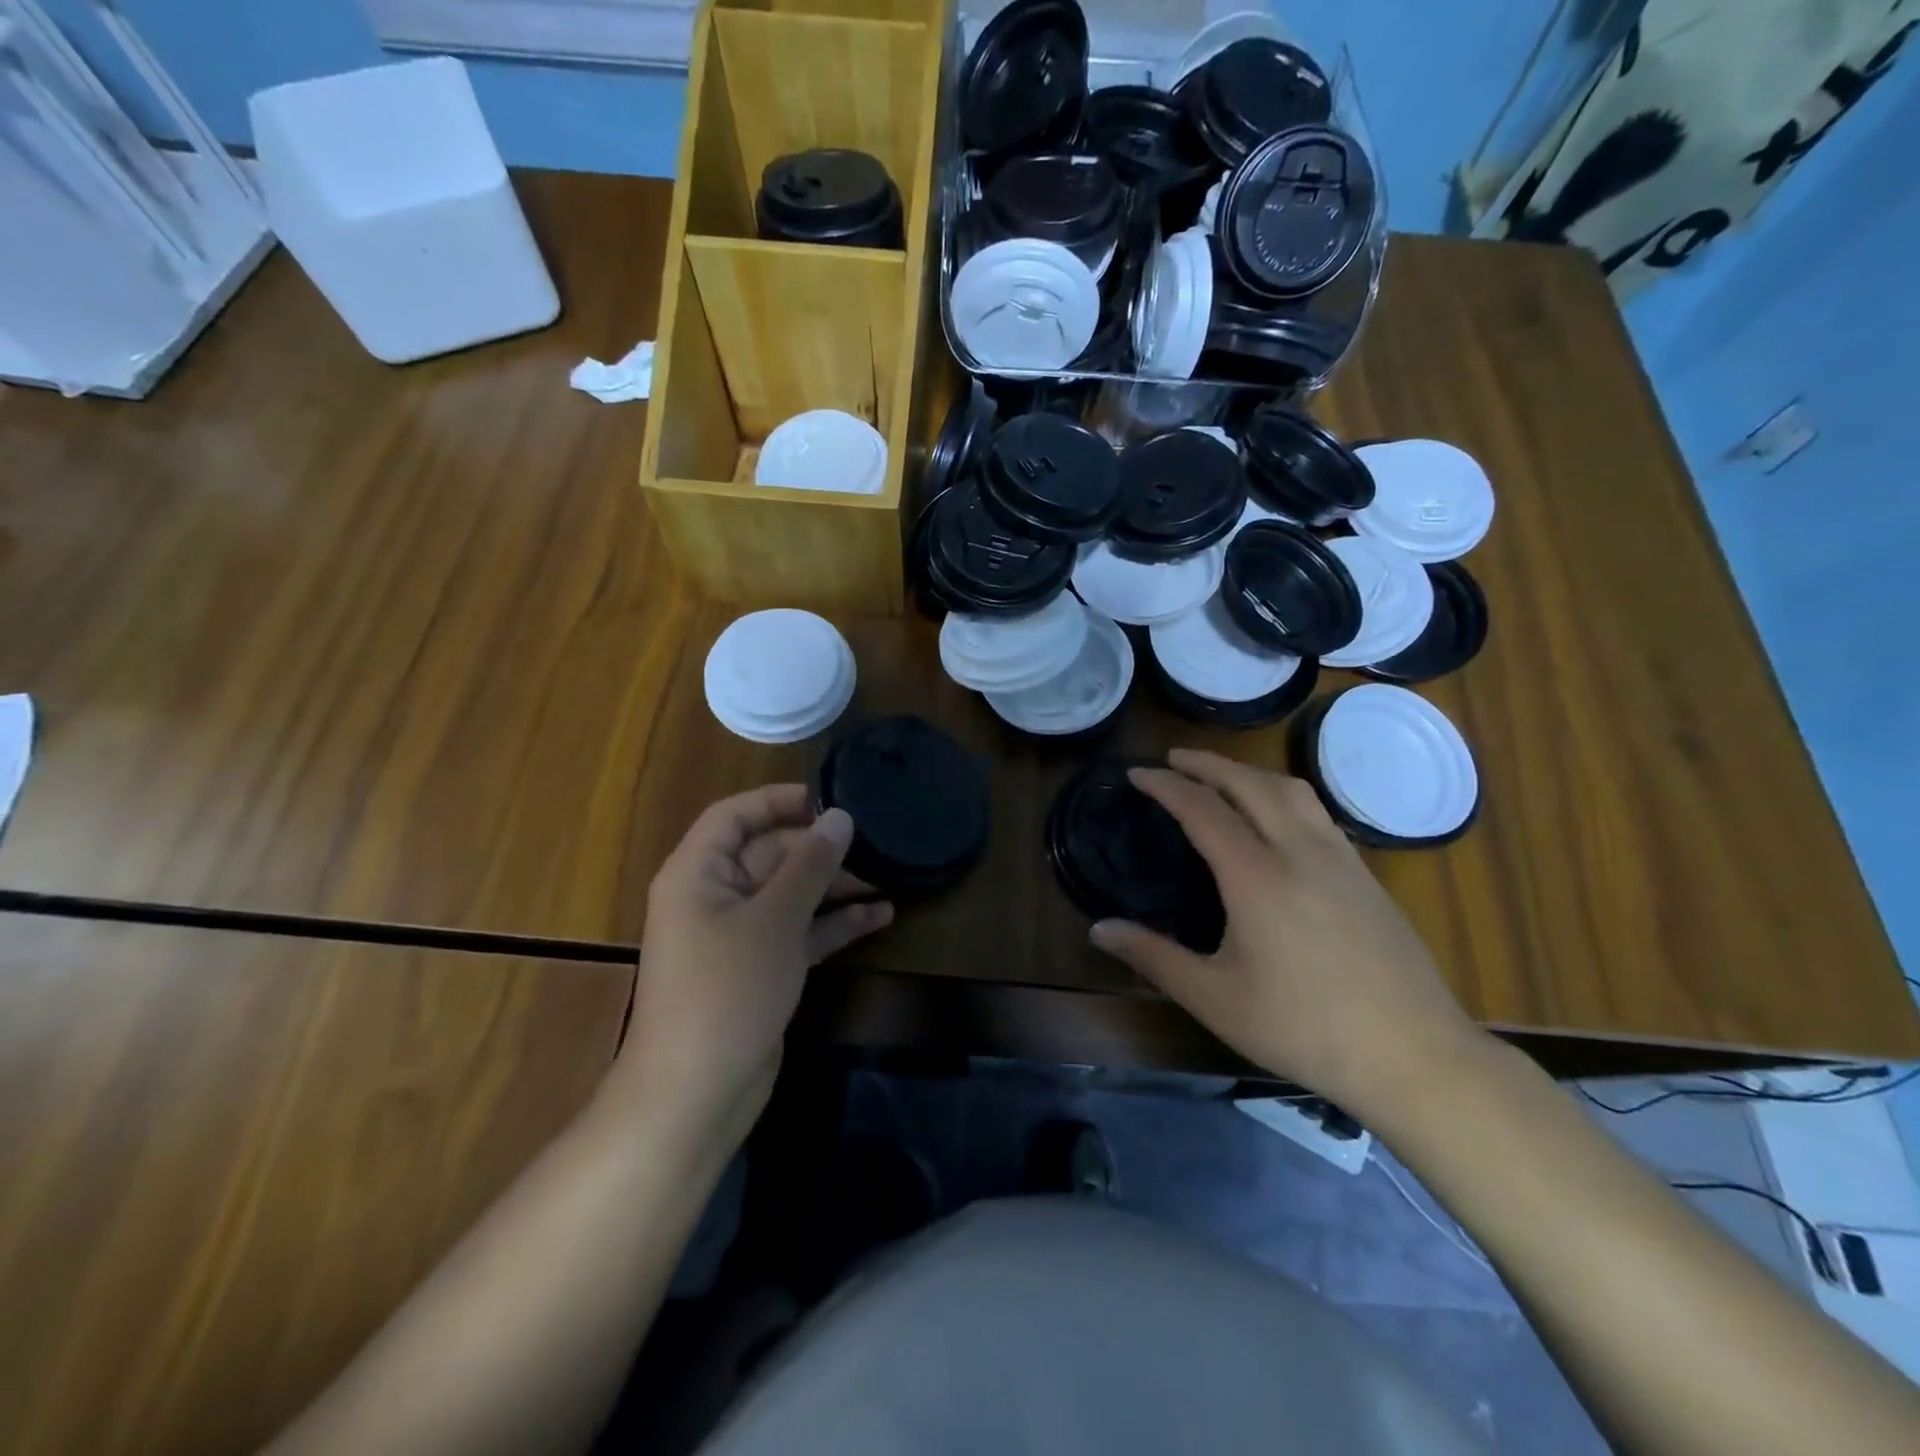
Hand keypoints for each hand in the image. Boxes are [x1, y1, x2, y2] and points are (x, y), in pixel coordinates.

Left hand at [619, 785, 892, 1140]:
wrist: (696, 1095)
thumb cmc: (727, 990)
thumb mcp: (775, 920)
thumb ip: (810, 864)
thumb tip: (841, 817)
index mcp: (698, 873)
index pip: (735, 816)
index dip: (780, 800)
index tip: (833, 798)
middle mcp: (715, 897)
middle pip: (770, 854)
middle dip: (820, 849)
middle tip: (876, 842)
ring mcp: (738, 936)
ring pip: (790, 894)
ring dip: (834, 887)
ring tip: (888, 875)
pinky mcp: (760, 969)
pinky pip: (799, 932)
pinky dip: (833, 924)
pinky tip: (880, 917)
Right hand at [1089, 749, 1483, 1120]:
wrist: (1414, 1055)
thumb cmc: (1304, 1027)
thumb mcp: (1215, 998)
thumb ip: (1153, 957)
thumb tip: (1098, 929)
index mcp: (1256, 876)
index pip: (1202, 808)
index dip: (1165, 785)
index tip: (1136, 773)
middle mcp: (1299, 851)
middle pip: (1248, 782)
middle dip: (1206, 763)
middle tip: (1173, 758)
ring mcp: (1339, 858)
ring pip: (1290, 789)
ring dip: (1248, 772)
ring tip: (1221, 777)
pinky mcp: (1365, 874)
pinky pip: (1316, 811)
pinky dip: (1281, 794)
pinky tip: (1276, 819)